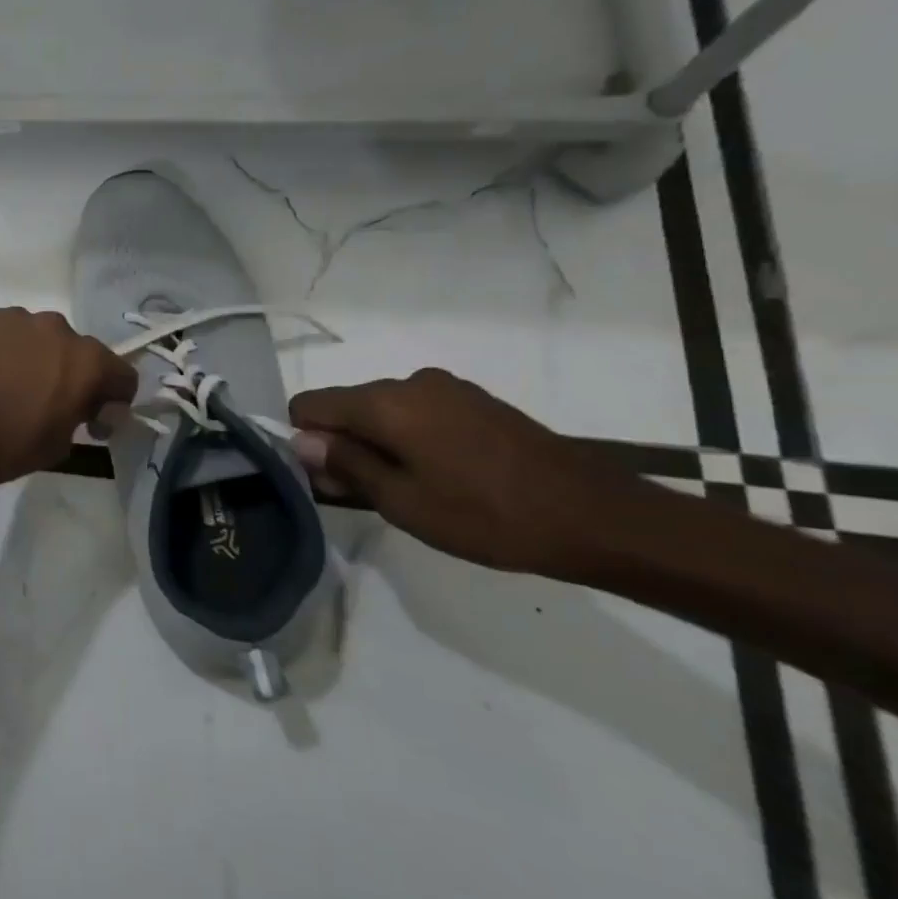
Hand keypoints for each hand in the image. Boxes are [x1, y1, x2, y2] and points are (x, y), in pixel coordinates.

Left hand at [0, 308, 136, 497]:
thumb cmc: (2, 446)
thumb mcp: (57, 447)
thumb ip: (80, 419)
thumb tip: (82, 408)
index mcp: (86, 361)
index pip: (122, 375)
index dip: (113, 402)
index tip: (93, 424)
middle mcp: (57, 328)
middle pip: (79, 352)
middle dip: (72, 376)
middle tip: (49, 404)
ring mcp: (16, 317)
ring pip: (39, 338)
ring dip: (36, 359)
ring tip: (9, 387)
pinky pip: (6, 334)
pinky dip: (4, 351)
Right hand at [289, 368, 651, 576]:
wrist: (596, 516)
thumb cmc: (487, 515)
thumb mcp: (402, 501)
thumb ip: (345, 464)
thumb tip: (301, 441)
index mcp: (384, 402)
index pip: (310, 405)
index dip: (305, 441)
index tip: (329, 480)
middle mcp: (409, 381)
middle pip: (346, 406)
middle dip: (342, 445)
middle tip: (368, 496)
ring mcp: (447, 388)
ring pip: (383, 411)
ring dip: (379, 444)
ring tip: (411, 491)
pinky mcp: (475, 401)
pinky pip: (417, 413)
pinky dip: (410, 439)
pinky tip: (442, 476)